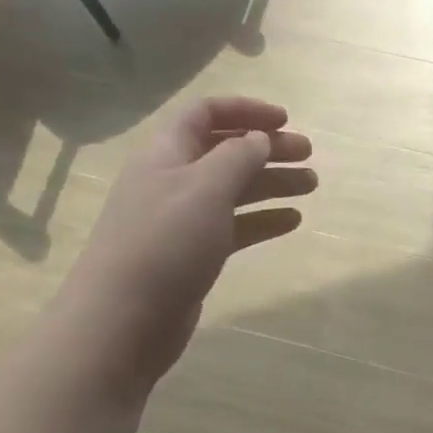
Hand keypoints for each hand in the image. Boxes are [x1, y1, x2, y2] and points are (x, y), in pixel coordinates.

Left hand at [54, 97, 315, 394]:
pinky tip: (293, 222)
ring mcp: (181, 220)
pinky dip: (263, 219)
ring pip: (234, 189)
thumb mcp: (206, 187)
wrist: (120, 322)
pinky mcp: (192, 254)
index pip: (205, 113)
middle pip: (226, 151)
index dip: (245, 110)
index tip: (284, 120)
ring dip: (272, 183)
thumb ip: (238, 156)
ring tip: (311, 186)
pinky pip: (234, 226)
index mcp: (167, 153)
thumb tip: (258, 138)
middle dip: (268, 148)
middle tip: (309, 155)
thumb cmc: (165, 242)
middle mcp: (173, 180)